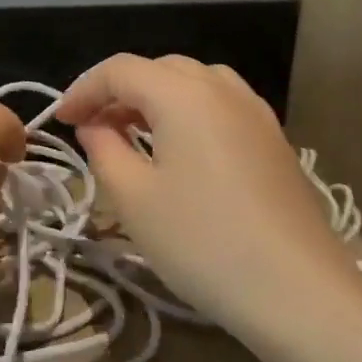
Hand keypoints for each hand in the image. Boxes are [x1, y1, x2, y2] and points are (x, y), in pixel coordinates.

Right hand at [57, 55, 354, 339]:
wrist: (300, 293)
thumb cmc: (203, 242)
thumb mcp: (133, 198)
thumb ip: (104, 149)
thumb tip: (95, 125)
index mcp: (183, 93)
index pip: (120, 70)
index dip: (83, 90)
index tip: (61, 121)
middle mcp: (221, 88)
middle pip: (158, 69)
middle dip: (119, 91)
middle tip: (93, 127)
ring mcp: (255, 112)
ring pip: (194, 82)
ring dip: (156, 97)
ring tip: (135, 133)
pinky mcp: (275, 140)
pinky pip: (221, 104)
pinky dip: (189, 111)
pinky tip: (183, 149)